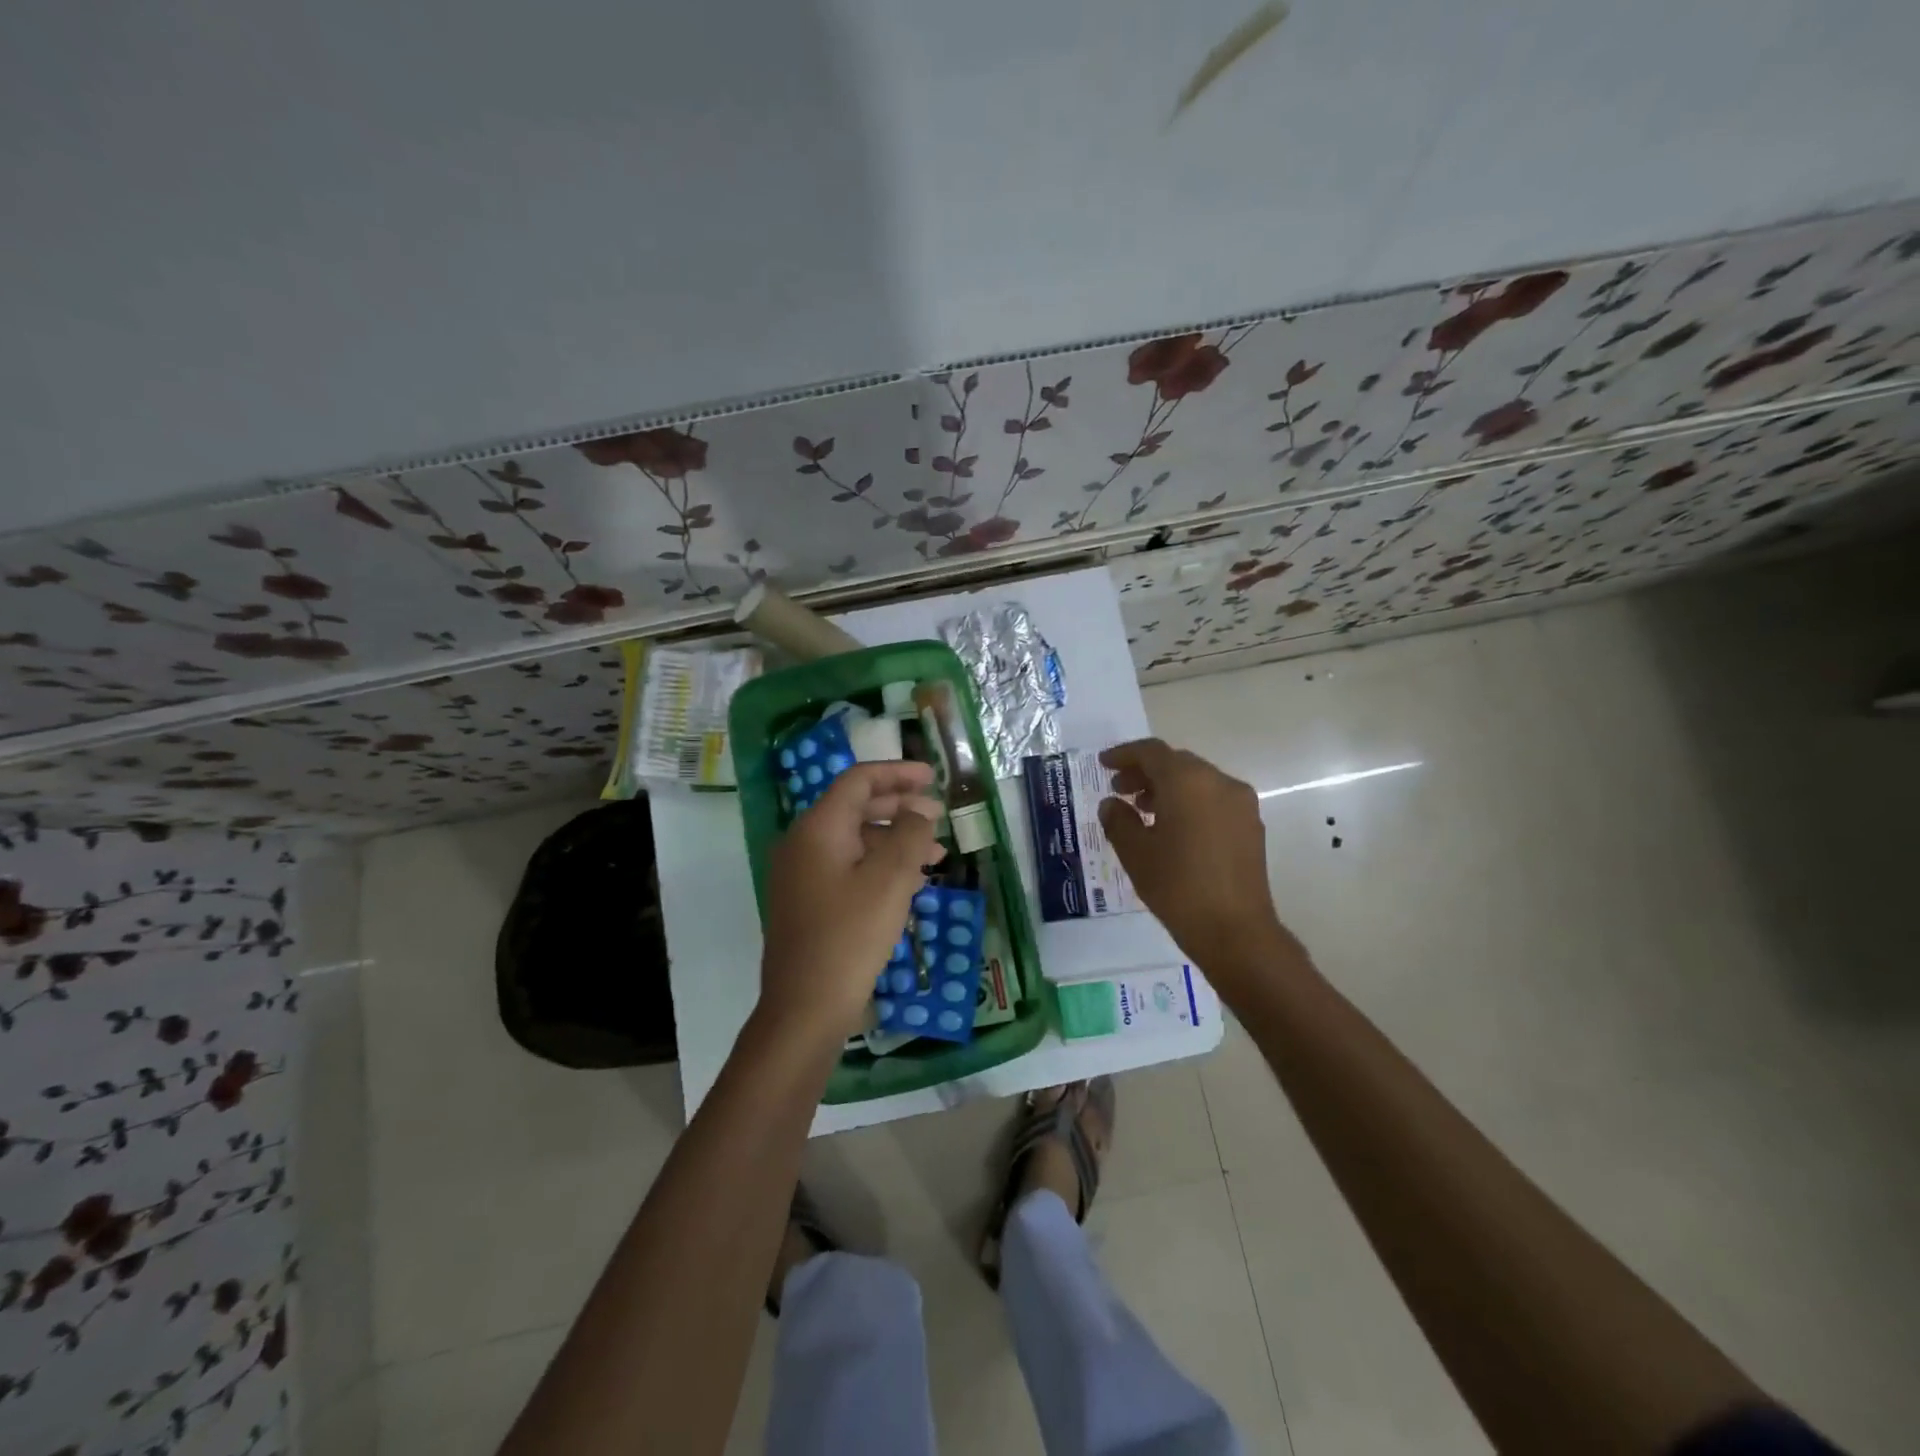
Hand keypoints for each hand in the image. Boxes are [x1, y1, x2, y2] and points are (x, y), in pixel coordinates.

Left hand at [760, 760, 946, 1048]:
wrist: (805, 1007)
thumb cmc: (850, 936)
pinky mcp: (807, 901)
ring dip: (894, 840)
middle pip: (855, 807)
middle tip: (938, 814)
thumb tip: (919, 811)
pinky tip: (909, 882)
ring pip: (854, 840)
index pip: (858, 781)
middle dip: (900, 807)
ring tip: (935, 855)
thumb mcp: (890, 880)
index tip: (933, 777)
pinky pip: (847, 866)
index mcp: (818, 829)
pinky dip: (879, 865)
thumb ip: (909, 835)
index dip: (897, 773)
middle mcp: (803, 843)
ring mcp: (801, 874)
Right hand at [1097, 738, 1297, 990]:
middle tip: (1119, 790)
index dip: (1124, 755)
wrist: (1235, 930)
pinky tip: (1172, 828)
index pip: (1151, 752)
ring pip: (1197, 781)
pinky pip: (1213, 799)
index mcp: (1187, 781)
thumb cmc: (1177, 886)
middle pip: (1176, 763)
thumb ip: (1118, 820)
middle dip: (1145, 772)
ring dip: (1167, 787)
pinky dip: (1189, 802)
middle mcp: (1218, 782)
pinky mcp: (1251, 825)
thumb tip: (1112, 804)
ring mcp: (1240, 803)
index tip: (1104, 764)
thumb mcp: (1135, 852)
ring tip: (1142, 810)